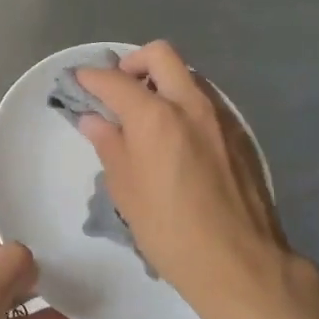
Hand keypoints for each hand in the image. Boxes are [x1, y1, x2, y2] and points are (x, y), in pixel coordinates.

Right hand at [76, 41, 290, 317]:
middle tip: (119, 90)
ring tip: (147, 115)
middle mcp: (190, 103)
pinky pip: (206, 100)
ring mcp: (221, 115)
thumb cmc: (170, 230)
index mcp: (155, 115)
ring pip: (187, 74)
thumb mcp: (126, 190)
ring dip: (162, 81)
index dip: (90, 77)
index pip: (114, 80)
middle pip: (159, 55)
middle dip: (133, 63)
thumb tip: (94, 119)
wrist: (240, 263)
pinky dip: (184, 103)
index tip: (78, 81)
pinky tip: (178, 138)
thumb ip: (109, 144)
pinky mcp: (240, 133)